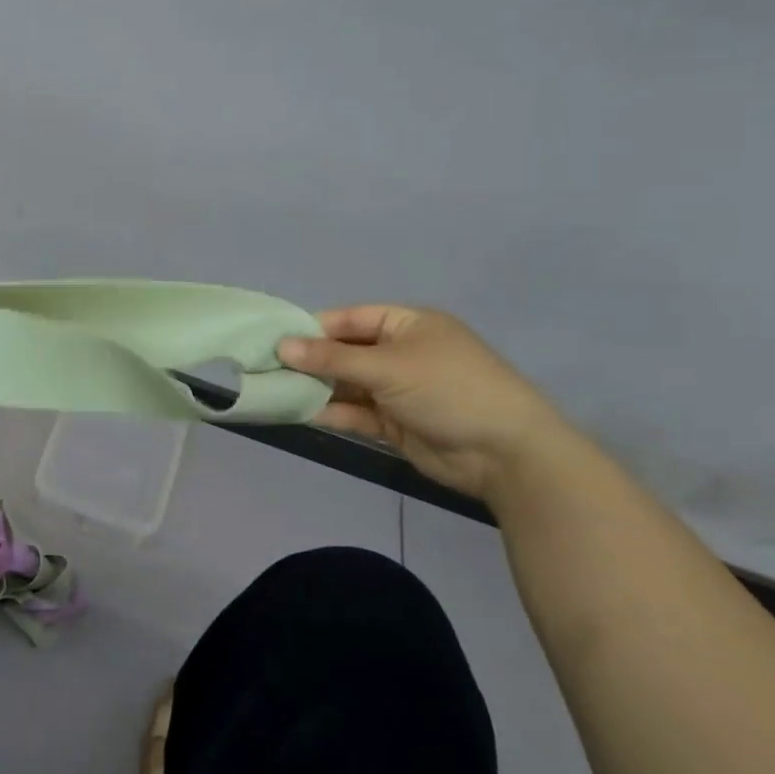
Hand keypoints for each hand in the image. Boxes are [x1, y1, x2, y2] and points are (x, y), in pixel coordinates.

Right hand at [278, 305, 577, 501]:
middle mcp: (402, 353)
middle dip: (310, 361)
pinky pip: (357, 412)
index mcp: (408, 325)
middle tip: (267, 367)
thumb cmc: (449, 390)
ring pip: (348, 384)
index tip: (275, 339)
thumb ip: (332, 359)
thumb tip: (282, 346)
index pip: (350, 319)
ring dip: (317, 388)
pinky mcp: (397, 423)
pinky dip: (332, 412)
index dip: (314, 328)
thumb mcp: (388, 367)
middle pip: (346, 352)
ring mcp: (399, 389)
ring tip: (276, 390)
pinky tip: (301, 413)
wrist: (506, 454)